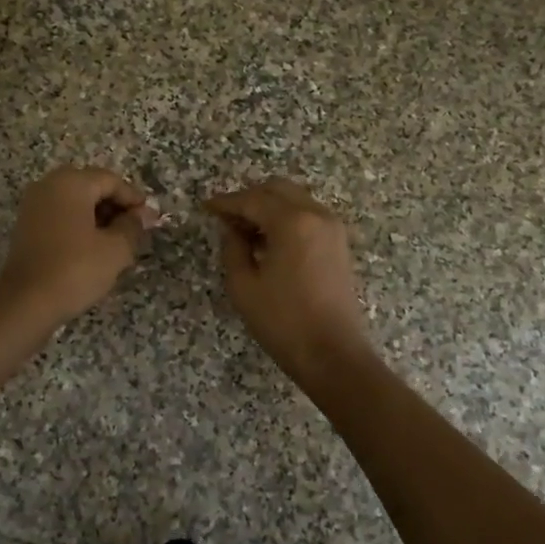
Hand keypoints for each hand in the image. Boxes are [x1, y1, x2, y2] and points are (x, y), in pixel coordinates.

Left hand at [0, 166, 158, 327]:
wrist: (25, 304)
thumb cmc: (75, 270)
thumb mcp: (115, 249)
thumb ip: (133, 226)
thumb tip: (144, 214)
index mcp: (71, 183)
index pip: (111, 180)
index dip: (133, 199)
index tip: (149, 220)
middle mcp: (48, 185)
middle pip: (91, 187)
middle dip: (115, 207)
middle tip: (134, 231)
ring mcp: (33, 206)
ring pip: (75, 202)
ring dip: (98, 217)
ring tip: (117, 243)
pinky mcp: (26, 226)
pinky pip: (60, 216)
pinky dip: (79, 226)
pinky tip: (92, 249)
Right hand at [205, 178, 372, 379]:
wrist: (332, 354)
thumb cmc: (283, 321)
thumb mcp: (243, 285)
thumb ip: (232, 247)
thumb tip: (232, 228)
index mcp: (292, 222)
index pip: (252, 199)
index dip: (226, 202)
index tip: (206, 207)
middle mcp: (316, 214)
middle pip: (277, 189)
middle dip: (249, 198)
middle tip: (226, 218)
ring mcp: (332, 227)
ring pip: (294, 199)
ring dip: (269, 207)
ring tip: (245, 232)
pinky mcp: (339, 243)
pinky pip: (307, 215)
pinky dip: (286, 218)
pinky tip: (269, 242)